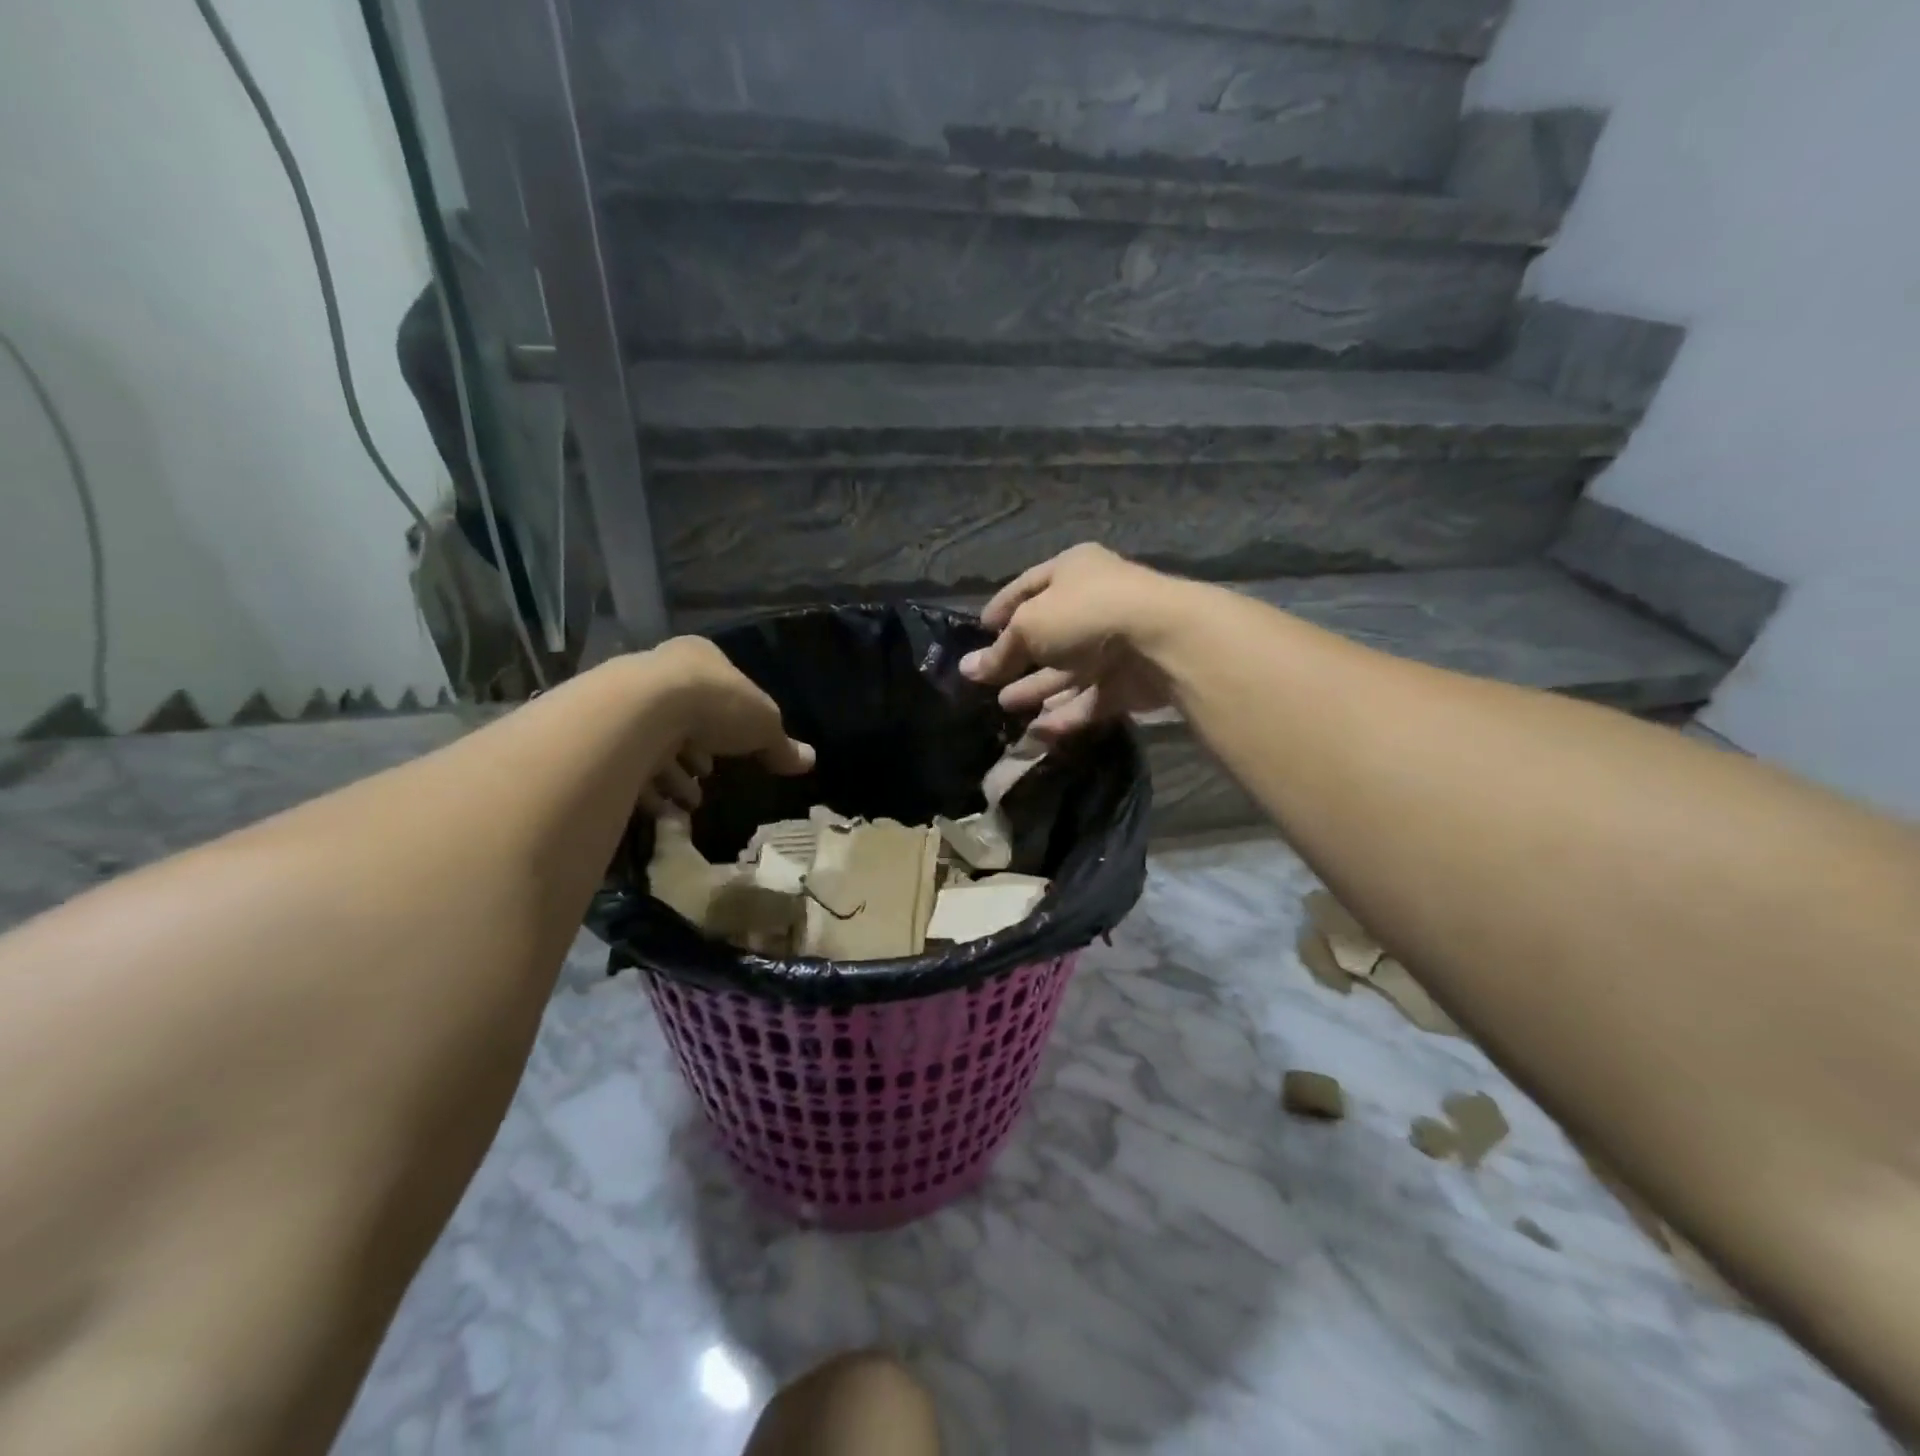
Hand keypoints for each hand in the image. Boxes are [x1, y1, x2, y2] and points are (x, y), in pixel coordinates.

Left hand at [638, 637, 814, 814]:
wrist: (643, 712)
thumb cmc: (715, 705)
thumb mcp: (764, 725)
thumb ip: (782, 744)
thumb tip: (809, 760)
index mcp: (699, 657)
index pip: (720, 687)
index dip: (732, 721)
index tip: (736, 750)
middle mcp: (659, 671)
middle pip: (685, 715)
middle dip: (698, 751)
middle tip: (707, 776)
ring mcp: (626, 699)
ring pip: (655, 741)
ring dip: (673, 775)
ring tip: (688, 803)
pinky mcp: (604, 732)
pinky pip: (630, 764)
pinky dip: (648, 788)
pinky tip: (663, 809)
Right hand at [959, 544, 1184, 737]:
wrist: (1161, 641)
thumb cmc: (1085, 615)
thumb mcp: (1030, 626)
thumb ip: (1000, 651)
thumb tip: (968, 669)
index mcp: (1072, 571)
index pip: (1028, 587)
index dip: (1001, 609)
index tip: (979, 632)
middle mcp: (1094, 603)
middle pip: (1048, 634)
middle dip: (1017, 658)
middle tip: (988, 682)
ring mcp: (1114, 644)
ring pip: (1068, 671)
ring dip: (1037, 689)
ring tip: (1005, 706)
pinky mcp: (1129, 682)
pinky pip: (1090, 698)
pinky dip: (1065, 714)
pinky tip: (1037, 731)